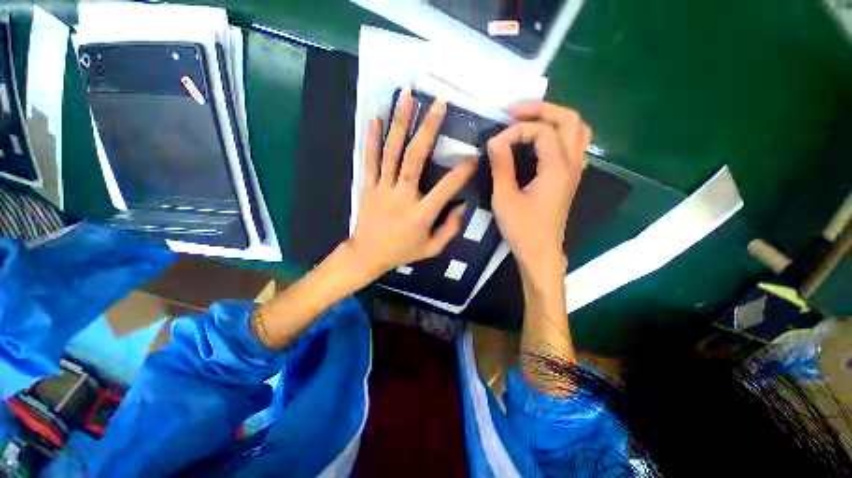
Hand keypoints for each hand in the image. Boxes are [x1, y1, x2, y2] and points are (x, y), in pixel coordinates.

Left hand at [348, 87, 477, 278]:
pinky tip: (376, 117)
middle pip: (415, 158)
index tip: (474, 155)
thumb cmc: (402, 251)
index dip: (462, 172)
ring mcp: (382, 188)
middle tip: (439, 103)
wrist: (368, 254)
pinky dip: (372, 138)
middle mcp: (402, 196)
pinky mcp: (368, 186)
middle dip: (428, 128)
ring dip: (399, 123)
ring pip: (391, 152)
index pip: (445, 188)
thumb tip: (463, 206)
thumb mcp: (432, 248)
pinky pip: (369, 160)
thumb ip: (450, 229)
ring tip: (406, 96)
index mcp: (421, 214)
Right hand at [487, 102, 590, 284]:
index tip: (495, 144)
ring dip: (555, 118)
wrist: (540, 251)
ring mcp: (575, 170)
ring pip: (578, 129)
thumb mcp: (505, 198)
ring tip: (529, 121)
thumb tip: (494, 140)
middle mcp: (572, 164)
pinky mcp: (570, 178)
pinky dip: (560, 133)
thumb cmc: (522, 228)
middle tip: (515, 113)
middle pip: (570, 119)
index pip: (542, 131)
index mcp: (557, 168)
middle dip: (542, 109)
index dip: (516, 131)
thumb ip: (501, 166)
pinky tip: (541, 141)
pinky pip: (574, 143)